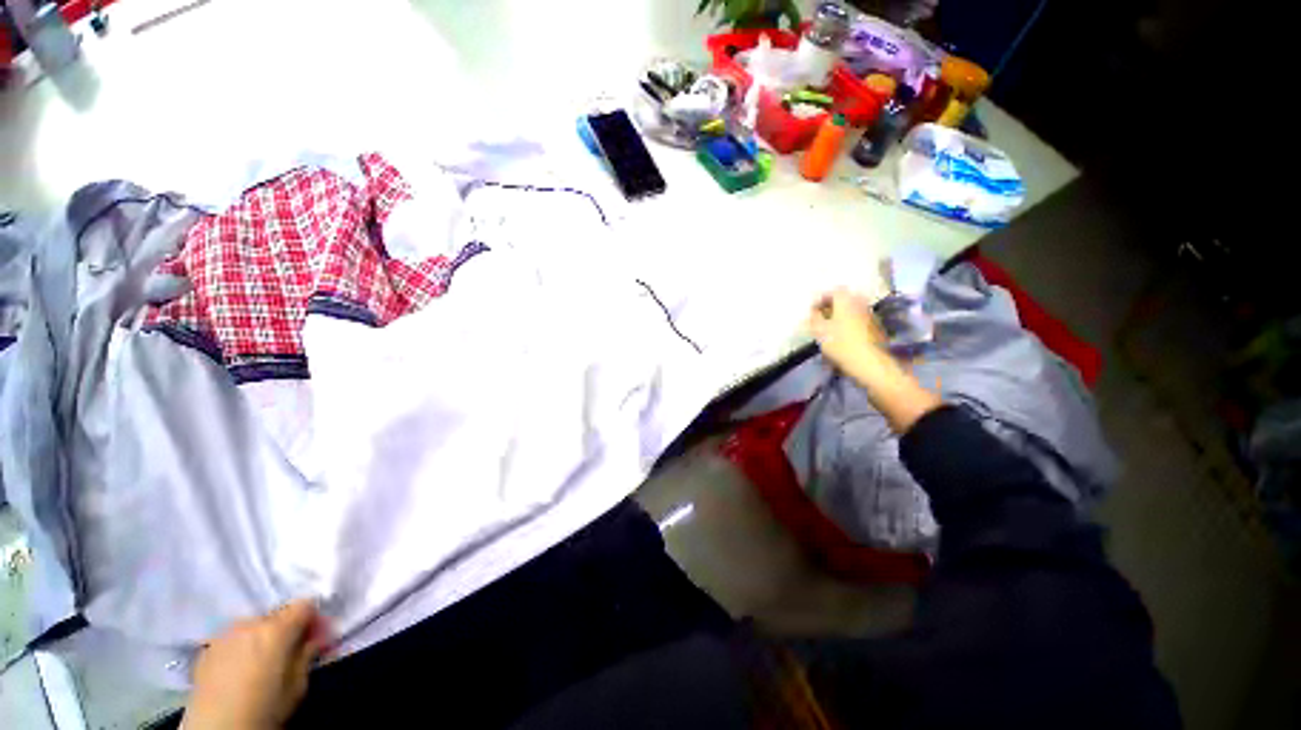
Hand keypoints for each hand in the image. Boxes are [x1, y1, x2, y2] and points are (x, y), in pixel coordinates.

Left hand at [184, 600, 329, 729]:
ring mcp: (224, 635)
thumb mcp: (297, 685)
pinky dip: (242, 647)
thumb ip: (307, 655)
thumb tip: (314, 640)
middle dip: (287, 629)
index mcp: (277, 629)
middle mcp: (250, 623)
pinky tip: (241, 669)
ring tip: (263, 662)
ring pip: (253, 626)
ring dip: (263, 637)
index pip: (304, 605)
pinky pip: (232, 639)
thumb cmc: (265, 708)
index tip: (317, 636)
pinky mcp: (206, 649)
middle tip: (292, 651)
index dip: (314, 618)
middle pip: (277, 615)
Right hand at [807, 289, 940, 432]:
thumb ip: (814, 317)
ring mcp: (870, 315)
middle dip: (831, 307)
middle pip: (844, 299)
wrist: (871, 365)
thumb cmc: (841, 345)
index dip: (821, 299)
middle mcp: (860, 303)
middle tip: (820, 319)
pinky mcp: (875, 328)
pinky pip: (858, 320)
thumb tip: (814, 311)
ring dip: (840, 316)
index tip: (812, 311)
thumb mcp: (819, 331)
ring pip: (851, 310)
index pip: (833, 291)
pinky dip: (849, 324)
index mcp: (846, 300)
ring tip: (829, 330)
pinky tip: (842, 338)